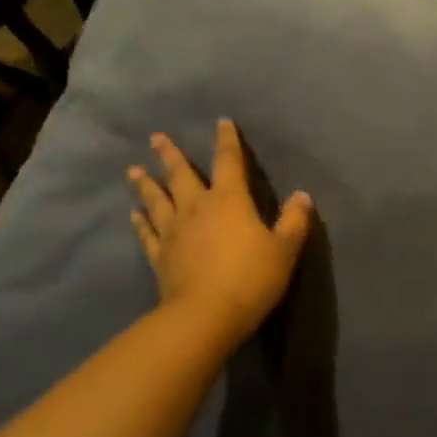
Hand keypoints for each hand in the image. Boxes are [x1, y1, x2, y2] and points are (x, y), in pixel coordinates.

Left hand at [128, 119, 312, 350]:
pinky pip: (147, 233)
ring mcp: (173, 232)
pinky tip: (134, 215)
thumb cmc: (251, 278)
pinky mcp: (159, 256)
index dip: (227, 141)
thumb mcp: (284, 250)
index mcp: (230, 200)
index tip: (221, 122)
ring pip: (156, 199)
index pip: (229, 162)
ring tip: (134, 169)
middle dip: (170, 155)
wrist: (206, 315)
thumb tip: (303, 196)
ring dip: (146, 183)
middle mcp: (197, 208)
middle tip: (156, 138)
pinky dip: (140, 222)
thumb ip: (294, 221)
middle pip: (181, 175)